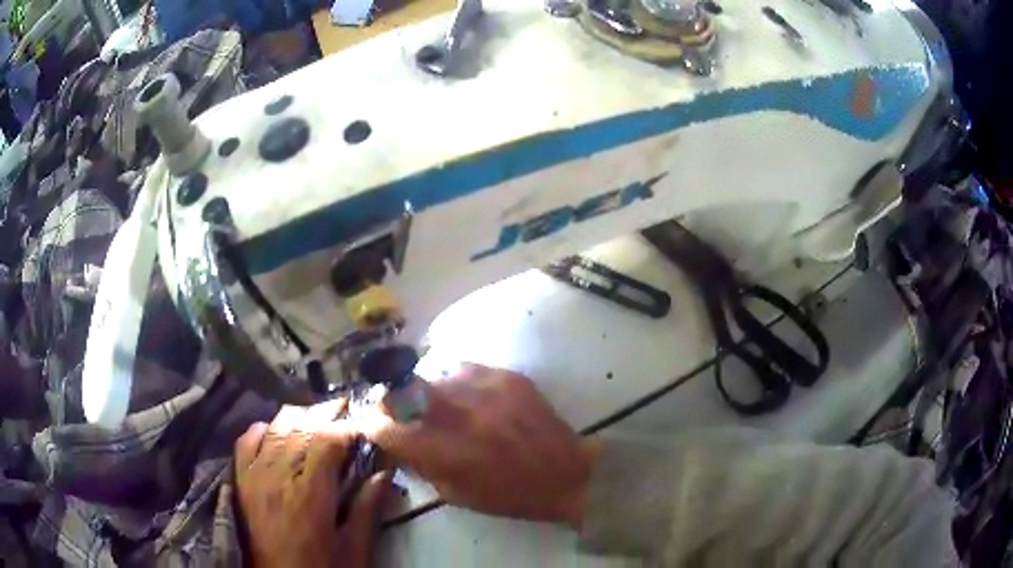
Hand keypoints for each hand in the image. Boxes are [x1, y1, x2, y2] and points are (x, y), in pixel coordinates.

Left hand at [236, 404, 391, 567]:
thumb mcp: (353, 549)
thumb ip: (367, 509)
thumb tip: (384, 473)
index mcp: (310, 495)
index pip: (327, 442)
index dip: (346, 428)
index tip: (363, 427)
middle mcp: (278, 477)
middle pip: (300, 428)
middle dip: (325, 413)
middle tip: (343, 407)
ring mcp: (254, 476)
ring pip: (274, 429)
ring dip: (297, 417)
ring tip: (315, 415)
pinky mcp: (240, 481)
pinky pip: (246, 441)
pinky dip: (262, 429)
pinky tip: (275, 430)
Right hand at [359, 364, 597, 527]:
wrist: (566, 473)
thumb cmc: (509, 495)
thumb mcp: (456, 495)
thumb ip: (421, 465)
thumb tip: (396, 443)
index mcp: (445, 451)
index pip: (386, 428)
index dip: (371, 425)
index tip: (372, 425)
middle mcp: (459, 414)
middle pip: (402, 388)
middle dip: (392, 399)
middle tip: (399, 408)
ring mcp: (484, 389)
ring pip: (434, 375)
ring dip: (429, 392)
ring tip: (444, 406)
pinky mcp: (506, 375)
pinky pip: (465, 369)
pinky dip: (459, 383)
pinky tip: (472, 399)